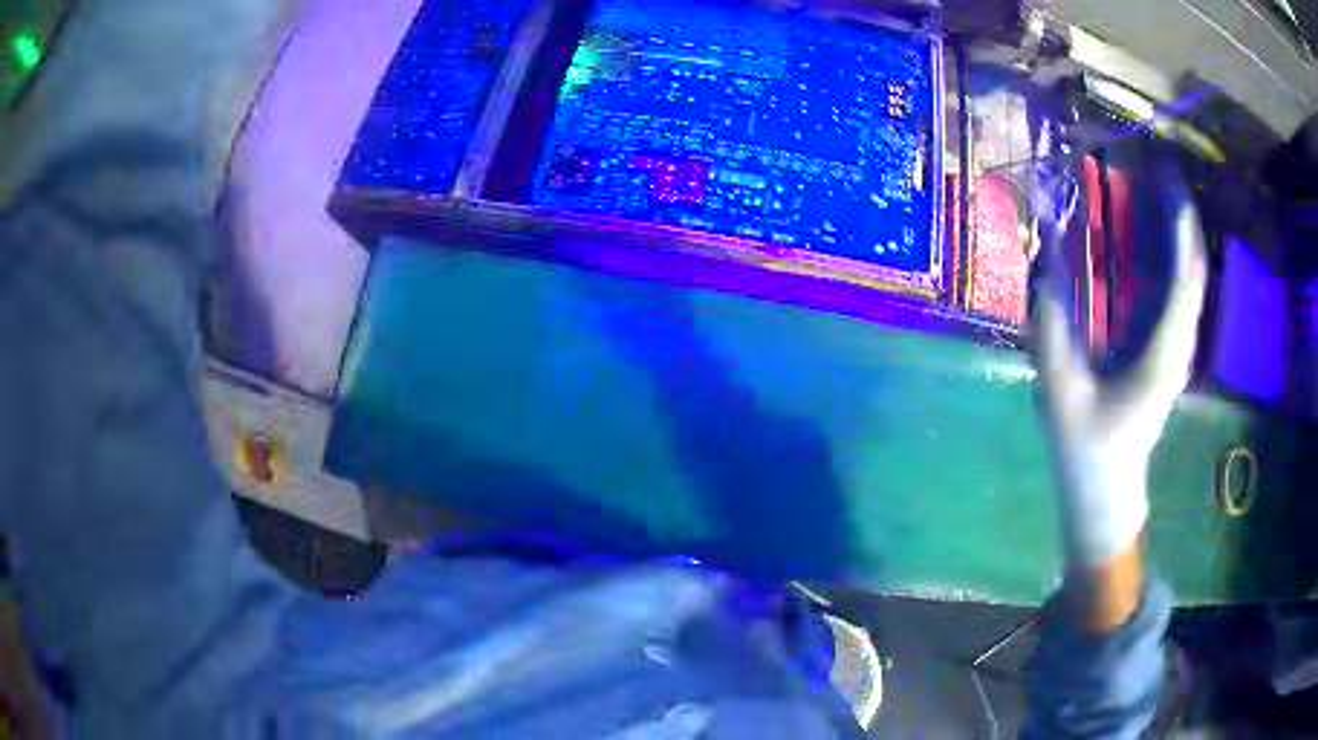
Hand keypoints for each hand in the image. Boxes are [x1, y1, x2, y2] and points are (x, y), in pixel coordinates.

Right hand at [1032, 170, 1207, 569]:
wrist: (1107, 491)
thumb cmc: (1086, 449)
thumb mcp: (1060, 388)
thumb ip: (1053, 324)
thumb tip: (1047, 259)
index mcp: (1160, 355)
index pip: (1185, 280)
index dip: (1181, 226)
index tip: (1168, 178)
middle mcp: (1178, 346)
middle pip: (1193, 272)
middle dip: (1183, 217)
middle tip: (1161, 168)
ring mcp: (1176, 349)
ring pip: (1190, 280)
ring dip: (1179, 232)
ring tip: (1159, 188)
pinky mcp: (1168, 350)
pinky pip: (1178, 293)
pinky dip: (1170, 256)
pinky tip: (1153, 235)